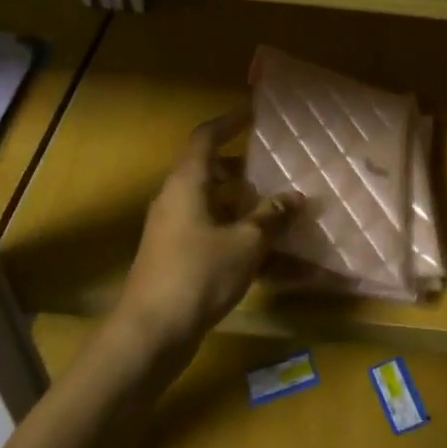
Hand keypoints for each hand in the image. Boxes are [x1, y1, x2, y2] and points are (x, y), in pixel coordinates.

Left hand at [113, 110, 295, 357]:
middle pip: (211, 171)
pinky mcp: (177, 257)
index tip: (255, 112)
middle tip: (277, 167)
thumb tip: (295, 197)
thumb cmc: (198, 275)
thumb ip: (271, 216)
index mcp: (187, 183)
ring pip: (214, 204)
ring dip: (244, 204)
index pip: (206, 137)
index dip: (230, 121)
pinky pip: (213, 232)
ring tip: (280, 208)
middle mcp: (176, 199)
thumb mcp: (245, 243)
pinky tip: (268, 254)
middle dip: (245, 168)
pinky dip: (238, 234)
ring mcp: (174, 230)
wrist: (151, 334)